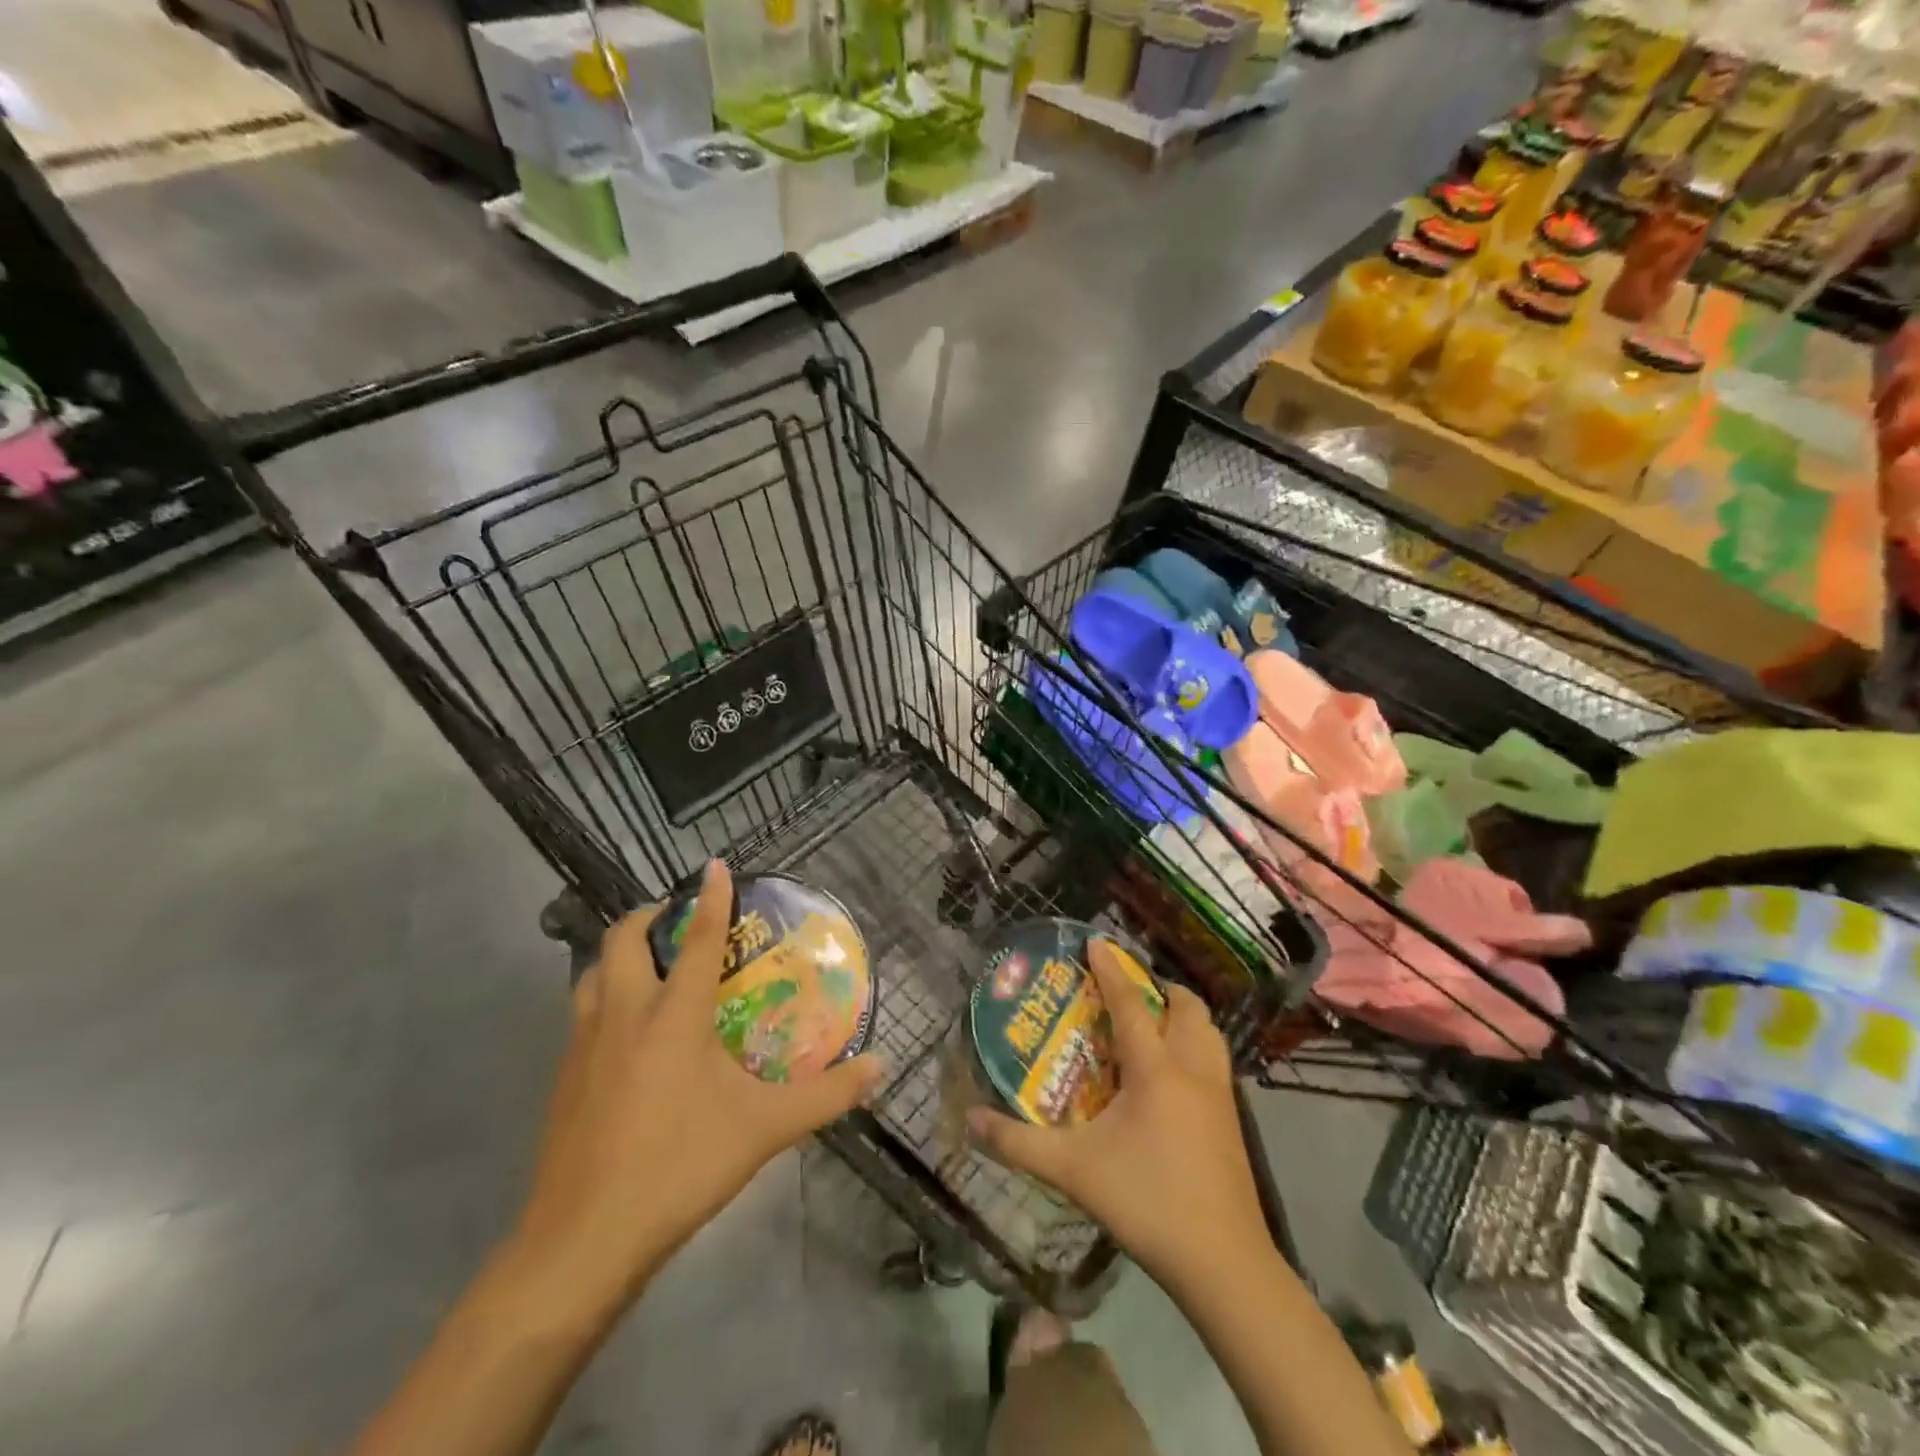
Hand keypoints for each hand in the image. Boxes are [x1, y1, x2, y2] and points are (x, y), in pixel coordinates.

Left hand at [505, 862, 882, 1328]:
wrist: (582, 1241)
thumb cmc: (680, 1167)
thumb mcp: (765, 1130)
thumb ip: (827, 1096)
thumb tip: (880, 1069)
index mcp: (674, 1015)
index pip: (700, 938)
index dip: (711, 897)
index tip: (716, 864)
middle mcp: (624, 1014)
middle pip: (624, 938)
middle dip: (652, 916)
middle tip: (680, 920)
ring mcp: (583, 1044)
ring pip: (592, 972)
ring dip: (620, 955)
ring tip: (651, 966)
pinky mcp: (562, 1076)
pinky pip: (582, 1012)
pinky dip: (604, 996)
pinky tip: (626, 1032)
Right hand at [966, 941, 1269, 1293]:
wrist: (1224, 1263)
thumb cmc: (1147, 1201)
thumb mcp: (1072, 1171)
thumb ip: (1018, 1144)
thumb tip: (970, 1120)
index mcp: (1155, 1069)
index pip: (1130, 1003)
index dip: (1111, 969)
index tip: (1096, 941)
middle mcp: (1193, 1069)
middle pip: (1185, 1006)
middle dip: (1157, 986)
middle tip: (1127, 988)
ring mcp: (1220, 1094)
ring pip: (1209, 1031)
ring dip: (1182, 1014)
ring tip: (1153, 1021)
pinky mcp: (1232, 1120)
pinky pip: (1215, 1060)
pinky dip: (1195, 1044)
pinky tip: (1173, 1073)